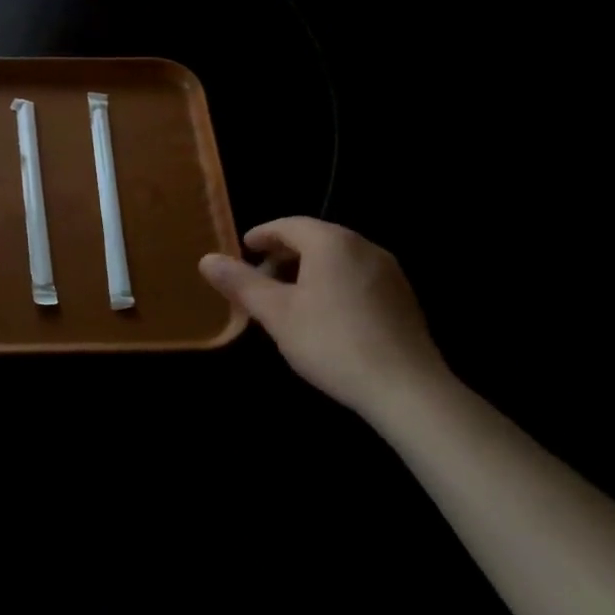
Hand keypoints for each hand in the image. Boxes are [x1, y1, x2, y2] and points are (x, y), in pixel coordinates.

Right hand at [199, 218, 451, 418]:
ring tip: (289, 298)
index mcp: (331, 242)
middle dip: (284, 254)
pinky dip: (333, 283)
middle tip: (260, 277)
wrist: (407, 389)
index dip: (262, 235)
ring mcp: (389, 272)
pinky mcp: (404, 298)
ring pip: (338, 258)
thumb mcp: (276, 314)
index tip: (243, 250)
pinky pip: (358, 276)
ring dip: (309, 270)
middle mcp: (364, 246)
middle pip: (315, 238)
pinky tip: (325, 315)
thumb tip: (206, 259)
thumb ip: (241, 283)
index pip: (288, 225)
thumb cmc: (332, 343)